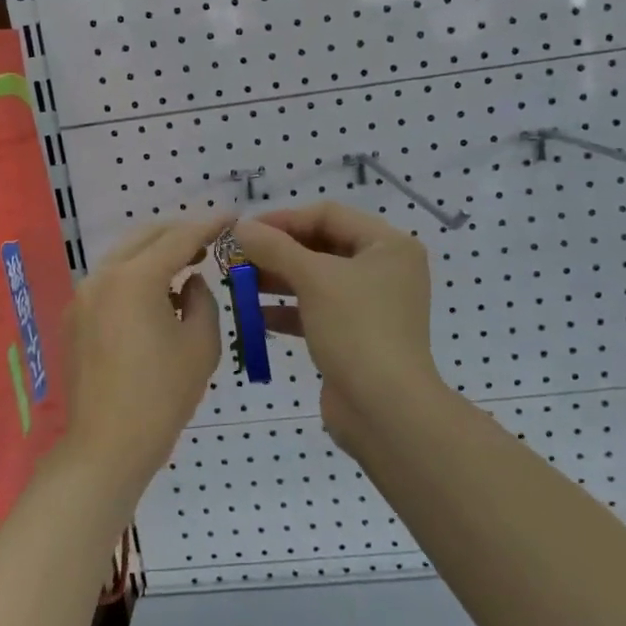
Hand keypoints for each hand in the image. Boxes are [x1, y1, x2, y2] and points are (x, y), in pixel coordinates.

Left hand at [62, 215, 224, 498]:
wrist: (106, 447)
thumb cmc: (162, 397)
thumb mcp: (200, 345)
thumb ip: (202, 299)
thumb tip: (190, 282)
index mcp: (135, 279)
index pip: (179, 238)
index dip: (209, 225)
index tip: (233, 216)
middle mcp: (102, 277)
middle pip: (145, 237)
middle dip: (180, 233)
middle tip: (211, 240)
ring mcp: (83, 296)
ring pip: (125, 256)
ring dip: (156, 253)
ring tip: (188, 264)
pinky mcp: (75, 317)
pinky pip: (111, 280)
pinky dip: (136, 275)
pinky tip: (158, 294)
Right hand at [234, 204, 445, 449]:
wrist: (385, 411)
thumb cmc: (357, 330)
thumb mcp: (314, 279)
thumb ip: (275, 248)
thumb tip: (239, 226)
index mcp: (389, 245)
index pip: (329, 215)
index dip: (284, 219)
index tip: (244, 230)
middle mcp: (384, 270)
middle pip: (322, 245)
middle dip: (277, 251)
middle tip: (236, 257)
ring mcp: (371, 305)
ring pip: (316, 280)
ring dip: (277, 279)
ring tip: (237, 282)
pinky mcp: (355, 336)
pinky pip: (316, 311)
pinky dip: (287, 310)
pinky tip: (254, 315)